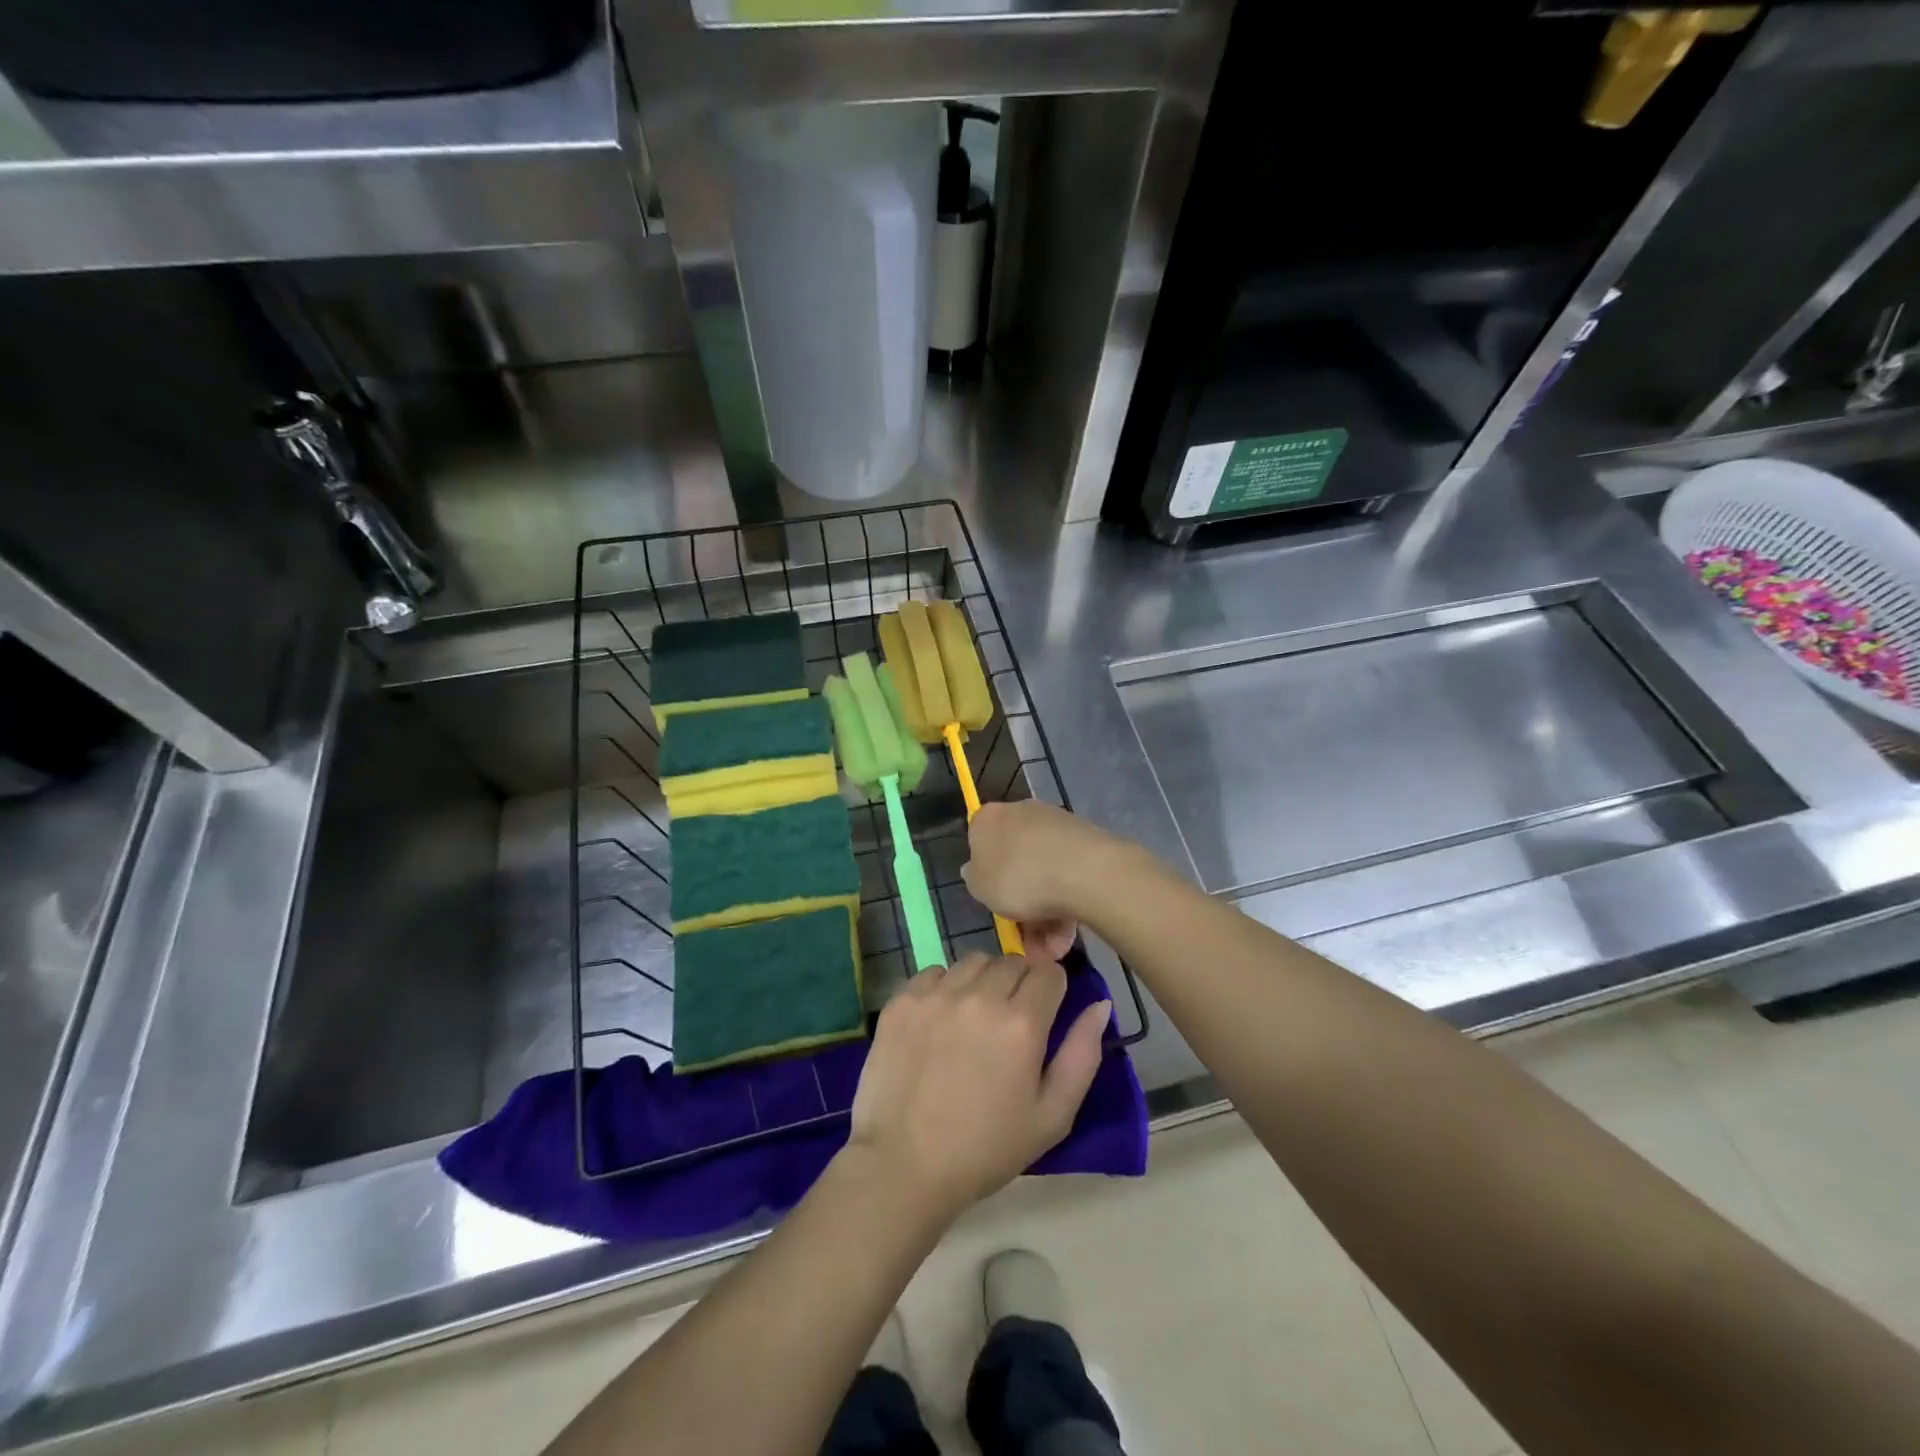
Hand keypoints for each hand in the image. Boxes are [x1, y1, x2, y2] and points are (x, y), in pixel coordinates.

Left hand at [847, 953, 1109, 1222]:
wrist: (903, 1166)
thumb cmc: (986, 1149)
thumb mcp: (1052, 1116)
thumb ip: (1082, 1054)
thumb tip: (1099, 1004)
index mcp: (1022, 1023)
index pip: (1050, 973)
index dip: (1052, 991)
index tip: (1044, 1015)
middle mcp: (980, 996)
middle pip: (1012, 962)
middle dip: (1019, 984)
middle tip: (1009, 1023)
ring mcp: (936, 994)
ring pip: (973, 961)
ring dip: (982, 981)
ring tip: (974, 1018)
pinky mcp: (902, 1000)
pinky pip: (934, 972)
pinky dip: (944, 988)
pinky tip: (940, 1022)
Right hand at [962, 801, 1135, 931]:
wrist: (1085, 871)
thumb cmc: (1018, 878)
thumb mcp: (979, 887)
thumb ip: (975, 878)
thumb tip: (977, 869)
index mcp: (990, 818)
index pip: (979, 841)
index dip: (985, 874)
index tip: (993, 899)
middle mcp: (1022, 814)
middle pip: (1015, 862)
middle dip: (1019, 903)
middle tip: (1025, 939)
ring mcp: (1057, 826)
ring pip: (1043, 875)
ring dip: (1044, 916)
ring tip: (1052, 950)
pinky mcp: (1086, 842)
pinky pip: (1067, 877)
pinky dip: (1065, 907)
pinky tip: (1068, 937)